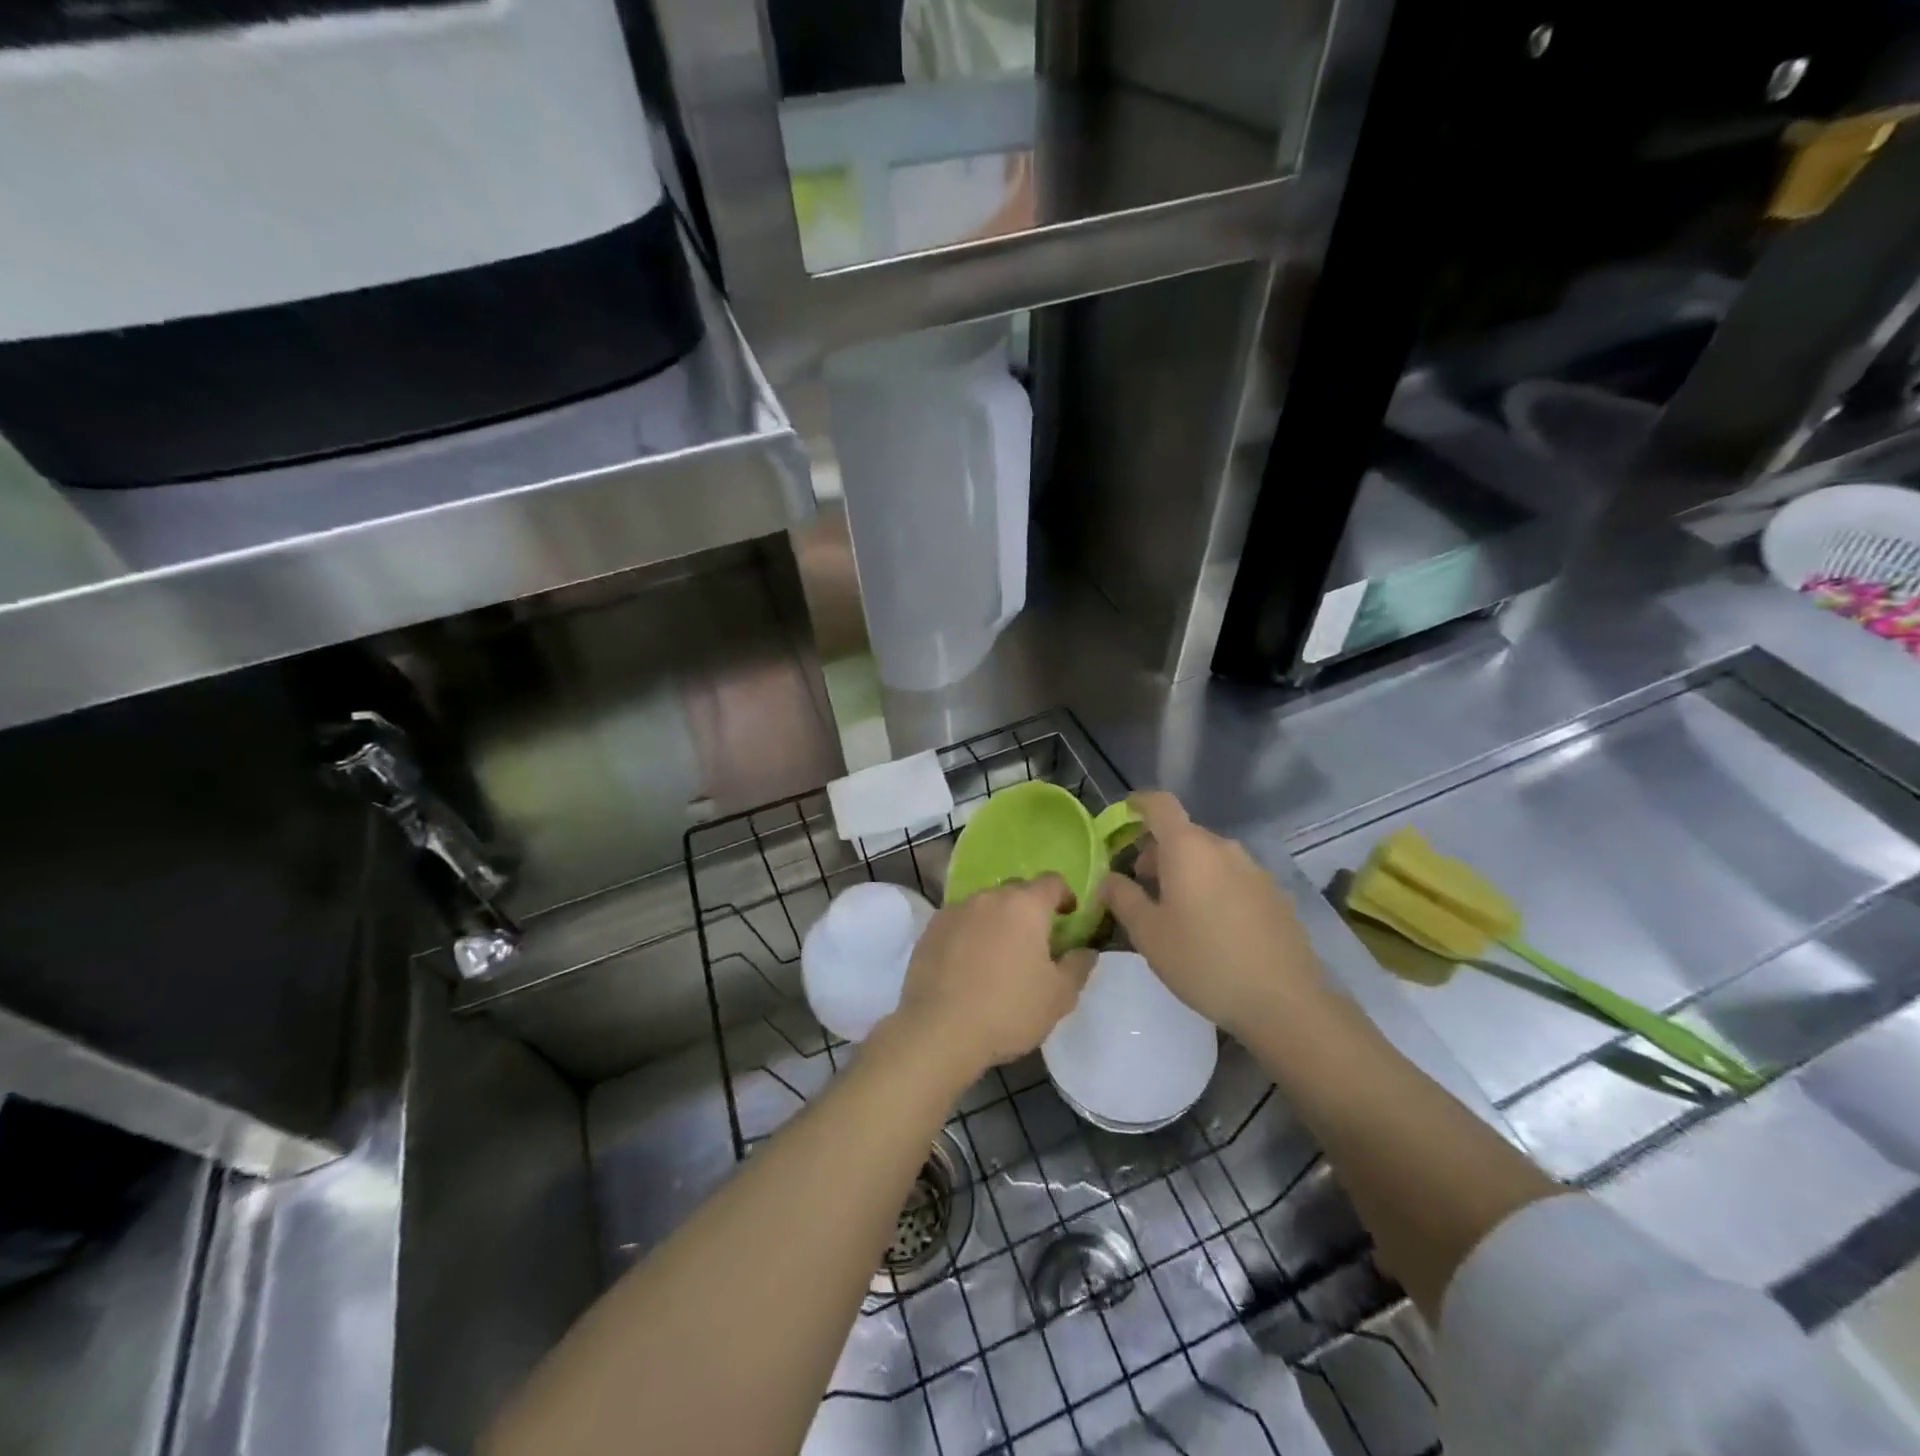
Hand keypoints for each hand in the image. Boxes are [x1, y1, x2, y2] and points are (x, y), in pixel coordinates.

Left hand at [885, 875, 1094, 1084]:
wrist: (938, 1031)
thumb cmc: (1008, 1010)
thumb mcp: (1058, 996)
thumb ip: (1078, 967)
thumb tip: (1087, 951)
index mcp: (1024, 906)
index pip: (1051, 882)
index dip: (1065, 895)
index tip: (1068, 916)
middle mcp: (988, 898)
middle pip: (1016, 890)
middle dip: (1029, 908)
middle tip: (1035, 941)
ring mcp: (955, 910)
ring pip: (985, 905)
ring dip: (997, 920)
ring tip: (999, 954)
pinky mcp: (930, 929)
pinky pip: (959, 922)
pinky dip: (969, 933)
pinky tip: (968, 964)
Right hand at [1098, 791, 1328, 1039]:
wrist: (1284, 1001)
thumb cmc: (1203, 961)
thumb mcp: (1148, 934)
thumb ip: (1122, 898)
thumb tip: (1108, 879)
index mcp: (1187, 848)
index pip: (1160, 804)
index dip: (1139, 803)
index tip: (1125, 814)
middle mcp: (1223, 848)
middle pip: (1183, 834)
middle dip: (1157, 852)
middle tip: (1141, 887)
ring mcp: (1254, 870)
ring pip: (1209, 857)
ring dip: (1186, 871)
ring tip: (1176, 912)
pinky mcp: (1275, 894)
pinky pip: (1233, 878)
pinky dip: (1213, 887)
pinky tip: (1212, 928)